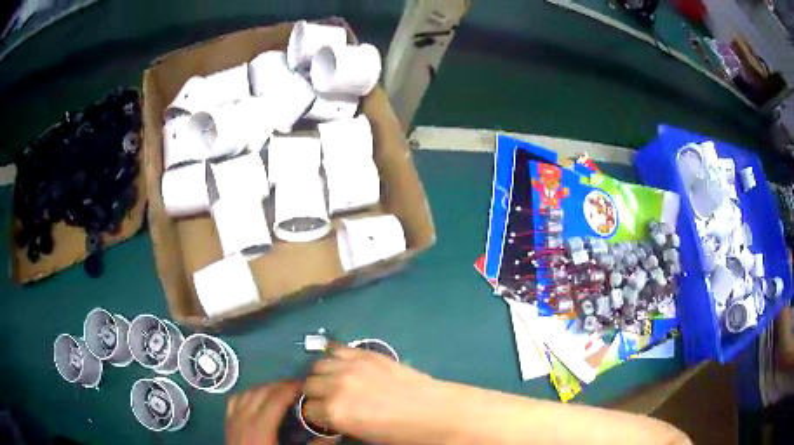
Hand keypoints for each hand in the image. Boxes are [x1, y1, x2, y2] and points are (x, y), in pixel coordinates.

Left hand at [226, 380, 300, 444]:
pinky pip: (236, 399)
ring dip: (265, 388)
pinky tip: (257, 398)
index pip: (275, 398)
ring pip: (248, 393)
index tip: (306, 385)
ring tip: (281, 392)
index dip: (290, 388)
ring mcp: (233, 419)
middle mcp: (244, 419)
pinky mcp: (228, 423)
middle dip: (280, 386)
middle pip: (261, 392)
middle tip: (299, 388)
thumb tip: (334, 435)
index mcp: (260, 428)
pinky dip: (248, 394)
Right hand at [302, 345, 451, 443]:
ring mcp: (352, 366)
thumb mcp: (362, 435)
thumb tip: (326, 415)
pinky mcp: (367, 353)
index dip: (316, 415)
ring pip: (318, 365)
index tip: (325, 418)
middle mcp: (336, 385)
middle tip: (331, 401)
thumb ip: (338, 422)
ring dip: (323, 375)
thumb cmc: (402, 433)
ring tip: (337, 384)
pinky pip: (338, 350)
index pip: (307, 409)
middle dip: (316, 395)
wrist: (436, 412)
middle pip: (308, 384)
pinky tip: (344, 367)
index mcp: (335, 411)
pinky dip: (336, 358)